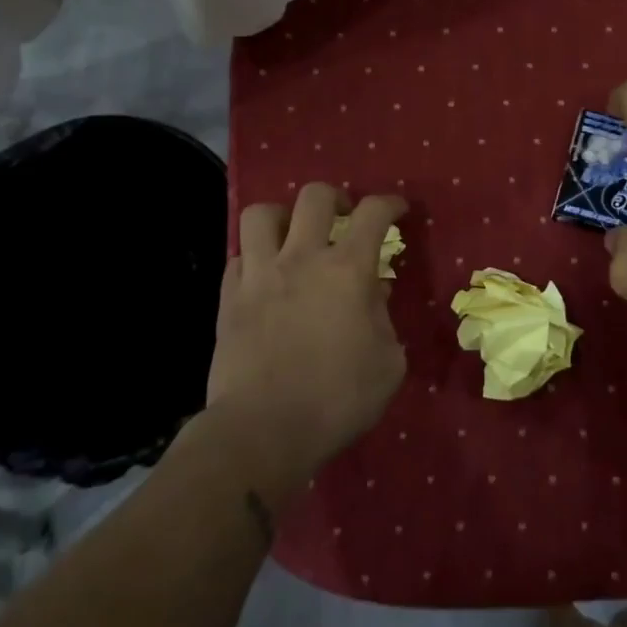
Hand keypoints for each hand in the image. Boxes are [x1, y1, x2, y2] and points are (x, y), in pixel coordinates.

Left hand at [209, 183, 408, 469]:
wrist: (263, 430)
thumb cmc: (337, 399)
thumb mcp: (387, 364)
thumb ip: (385, 320)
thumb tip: (375, 295)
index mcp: (347, 270)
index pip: (373, 213)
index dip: (389, 204)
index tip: (398, 209)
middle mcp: (302, 259)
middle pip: (314, 196)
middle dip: (336, 197)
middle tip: (343, 217)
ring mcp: (259, 275)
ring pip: (261, 214)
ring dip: (283, 217)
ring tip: (294, 236)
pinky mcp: (229, 298)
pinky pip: (238, 258)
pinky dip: (254, 259)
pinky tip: (265, 278)